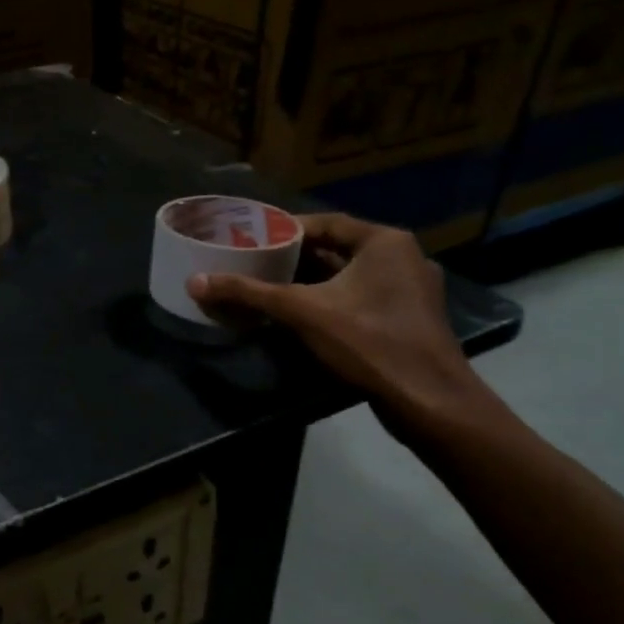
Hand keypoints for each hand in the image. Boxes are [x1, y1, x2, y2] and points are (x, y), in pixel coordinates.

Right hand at [187, 213, 490, 434]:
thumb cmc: (367, 341)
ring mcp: (411, 291)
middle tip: (255, 262)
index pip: (326, 223)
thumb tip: (196, 283)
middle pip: (337, 249)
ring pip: (350, 276)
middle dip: (295, 257)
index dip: (286, 229)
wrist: (427, 400)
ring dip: (313, 281)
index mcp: (384, 242)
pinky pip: (363, 298)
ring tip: (271, 286)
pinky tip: (303, 316)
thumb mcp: (301, 312)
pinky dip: (332, 301)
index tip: (253, 238)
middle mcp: (403, 258)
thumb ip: (249, 293)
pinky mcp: (409, 319)